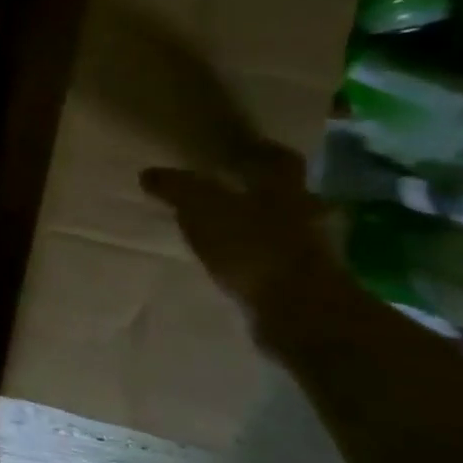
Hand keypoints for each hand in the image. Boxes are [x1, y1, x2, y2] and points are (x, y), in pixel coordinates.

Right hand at [140, 141, 356, 334]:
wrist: (301, 312)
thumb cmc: (253, 246)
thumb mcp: (201, 208)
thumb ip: (177, 188)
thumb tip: (149, 173)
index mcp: (285, 188)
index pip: (279, 159)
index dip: (261, 152)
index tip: (243, 150)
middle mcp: (307, 213)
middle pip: (285, 194)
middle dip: (260, 193)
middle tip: (228, 192)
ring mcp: (313, 252)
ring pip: (284, 229)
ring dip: (260, 229)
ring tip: (225, 233)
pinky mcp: (308, 285)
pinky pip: (279, 262)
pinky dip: (259, 260)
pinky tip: (234, 266)